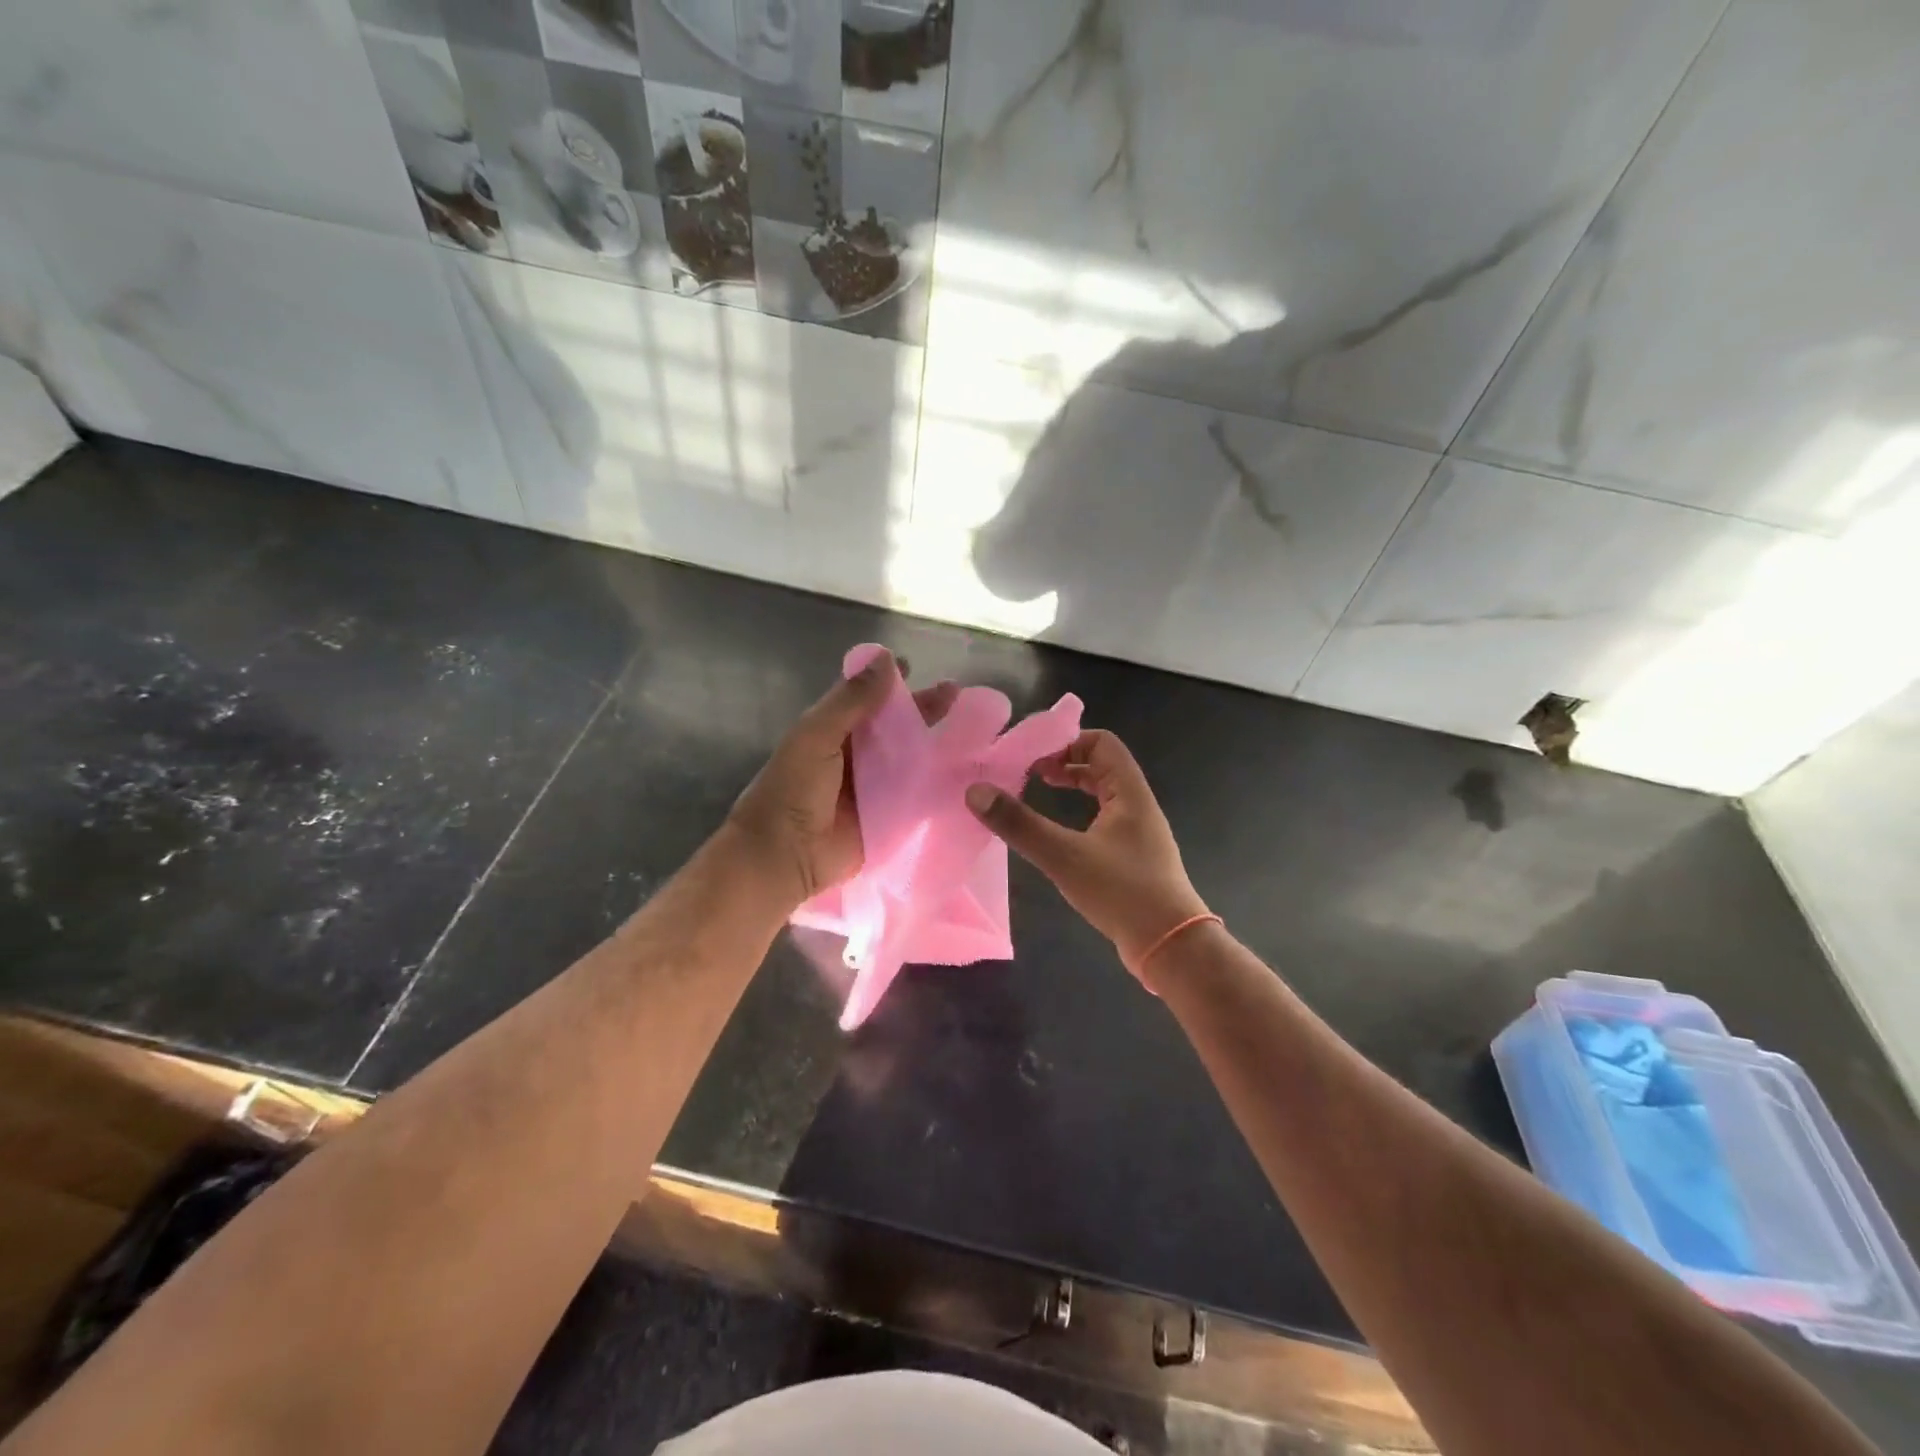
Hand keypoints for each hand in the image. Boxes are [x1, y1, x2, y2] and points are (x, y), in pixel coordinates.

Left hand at [727, 651, 957, 909]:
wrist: (784, 854)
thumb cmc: (793, 788)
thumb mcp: (817, 734)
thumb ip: (852, 700)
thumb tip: (886, 658)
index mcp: (832, 732)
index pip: (866, 700)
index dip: (888, 683)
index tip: (915, 666)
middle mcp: (855, 757)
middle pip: (894, 728)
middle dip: (922, 710)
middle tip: (956, 694)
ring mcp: (873, 789)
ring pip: (909, 760)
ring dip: (935, 746)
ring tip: (972, 732)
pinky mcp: (889, 818)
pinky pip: (917, 797)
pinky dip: (937, 786)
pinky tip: (967, 774)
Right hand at [965, 730, 1208, 979]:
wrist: (1171, 946)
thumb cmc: (1122, 892)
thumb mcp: (1064, 856)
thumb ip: (1019, 824)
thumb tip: (975, 791)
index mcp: (1130, 792)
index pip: (1101, 742)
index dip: (1066, 741)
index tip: (1031, 755)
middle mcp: (1138, 804)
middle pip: (1101, 765)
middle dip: (1063, 762)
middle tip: (1028, 773)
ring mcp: (1138, 832)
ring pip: (1103, 793)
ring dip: (1072, 787)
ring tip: (1038, 793)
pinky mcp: (1133, 857)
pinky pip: (1104, 818)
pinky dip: (1079, 813)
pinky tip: (1059, 833)